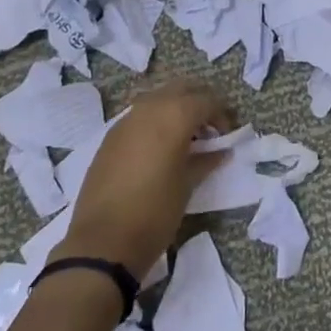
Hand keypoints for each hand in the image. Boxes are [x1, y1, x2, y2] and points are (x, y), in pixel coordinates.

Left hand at [51, 76, 233, 281]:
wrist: (103, 241)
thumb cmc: (155, 211)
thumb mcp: (188, 184)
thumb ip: (206, 160)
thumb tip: (221, 151)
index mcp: (174, 115)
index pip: (206, 100)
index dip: (221, 115)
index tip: (226, 135)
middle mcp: (150, 107)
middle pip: (182, 89)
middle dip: (198, 103)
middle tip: (209, 129)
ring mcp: (126, 120)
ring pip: (159, 98)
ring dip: (175, 109)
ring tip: (185, 139)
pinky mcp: (110, 136)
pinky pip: (140, 116)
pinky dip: (155, 121)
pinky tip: (159, 149)